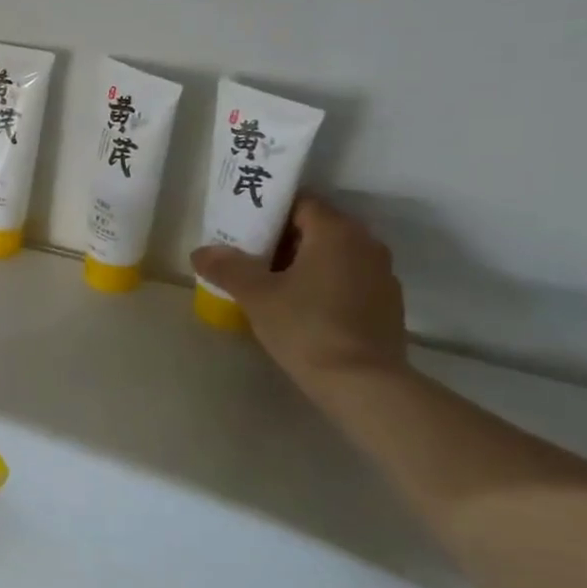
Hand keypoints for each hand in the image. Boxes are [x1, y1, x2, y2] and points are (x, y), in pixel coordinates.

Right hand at [190, 196, 406, 394]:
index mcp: (336, 232)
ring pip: (332, 255)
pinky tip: (298, 307)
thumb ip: (226, 267)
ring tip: (267, 283)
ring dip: (301, 262)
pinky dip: (321, 283)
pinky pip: (347, 279)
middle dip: (280, 238)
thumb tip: (201, 252)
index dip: (268, 211)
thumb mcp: (256, 295)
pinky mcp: (386, 305)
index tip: (241, 228)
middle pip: (316, 228)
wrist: (363, 385)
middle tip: (246, 255)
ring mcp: (381, 275)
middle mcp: (366, 244)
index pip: (300, 202)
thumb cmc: (306, 327)